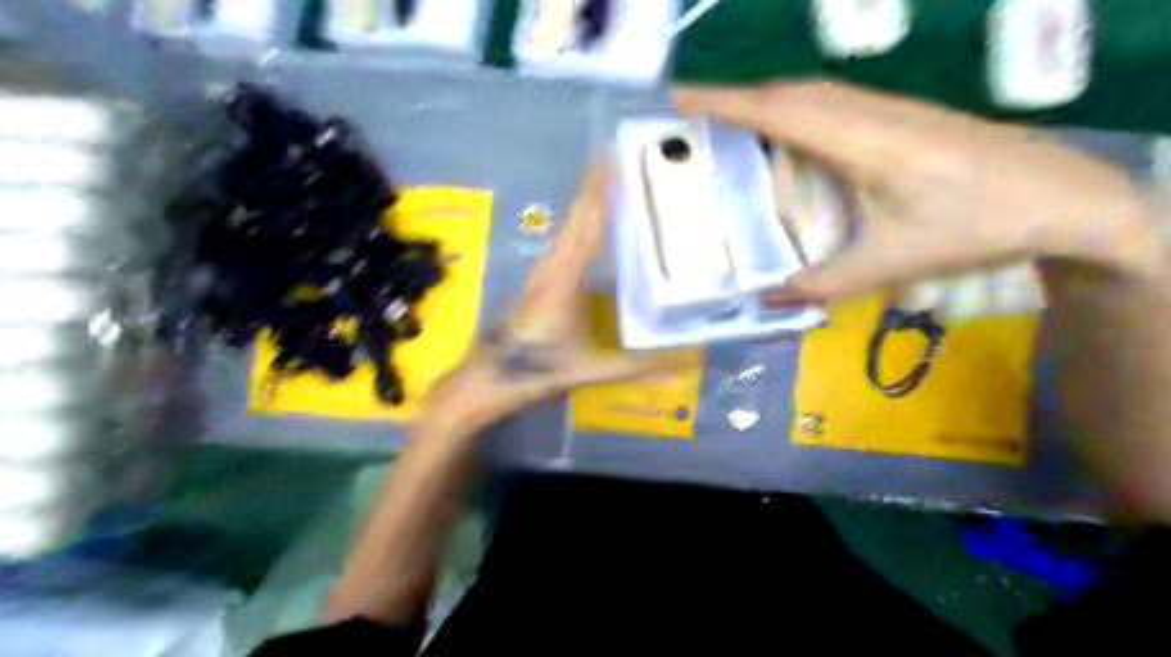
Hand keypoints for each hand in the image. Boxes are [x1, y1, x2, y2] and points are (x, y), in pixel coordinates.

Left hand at [416, 159, 697, 435]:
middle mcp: (551, 266)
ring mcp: (541, 272)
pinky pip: (564, 243)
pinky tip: (595, 231)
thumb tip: (690, 361)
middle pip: (577, 216)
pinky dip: (581, 226)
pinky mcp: (537, 281)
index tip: (611, 154)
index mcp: (564, 279)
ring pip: (568, 228)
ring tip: (614, 185)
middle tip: (621, 157)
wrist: (487, 379)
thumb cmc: (536, 370)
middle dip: (596, 184)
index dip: (599, 188)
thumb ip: (639, 367)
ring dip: (588, 203)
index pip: (586, 224)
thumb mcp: (590, 370)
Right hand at [672, 80, 1166, 301]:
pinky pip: (833, 102)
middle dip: (737, 97)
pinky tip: (789, 131)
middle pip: (791, 93)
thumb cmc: (975, 227)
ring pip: (813, 93)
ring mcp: (889, 110)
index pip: (781, 112)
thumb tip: (764, 298)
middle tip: (693, 113)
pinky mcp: (902, 116)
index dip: (728, 102)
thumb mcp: (892, 264)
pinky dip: (795, 108)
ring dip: (766, 99)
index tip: (682, 98)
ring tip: (730, 120)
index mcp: (862, 143)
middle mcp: (869, 115)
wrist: (1061, 194)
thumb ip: (823, 284)